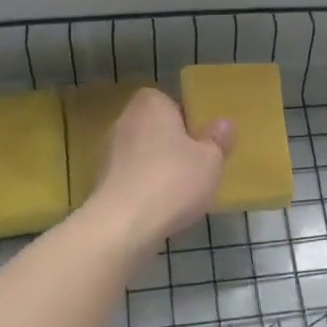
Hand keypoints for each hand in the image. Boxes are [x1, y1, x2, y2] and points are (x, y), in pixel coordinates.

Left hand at [87, 88, 232, 250]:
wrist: (124, 224)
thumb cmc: (173, 180)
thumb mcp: (211, 160)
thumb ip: (218, 140)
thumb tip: (223, 124)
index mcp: (151, 104)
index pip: (170, 102)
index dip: (188, 120)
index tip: (202, 142)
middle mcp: (125, 120)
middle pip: (156, 128)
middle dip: (173, 144)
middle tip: (197, 166)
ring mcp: (110, 152)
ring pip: (144, 153)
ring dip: (159, 167)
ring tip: (182, 191)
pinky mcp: (102, 181)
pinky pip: (133, 177)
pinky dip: (146, 186)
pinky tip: (162, 206)